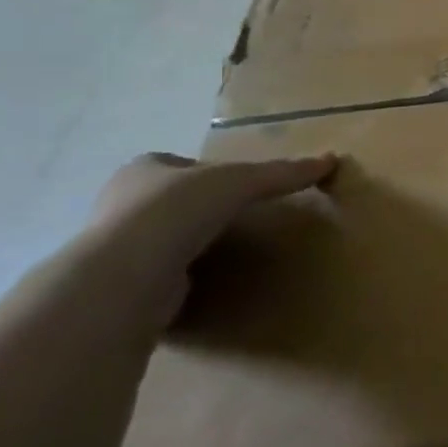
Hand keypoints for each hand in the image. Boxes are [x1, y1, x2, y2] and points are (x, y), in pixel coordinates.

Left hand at [88, 151, 338, 328]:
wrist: (125, 276)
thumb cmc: (176, 211)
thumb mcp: (240, 182)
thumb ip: (282, 173)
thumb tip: (331, 160)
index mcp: (142, 171)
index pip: (178, 165)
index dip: (208, 172)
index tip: (238, 187)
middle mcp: (120, 205)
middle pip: (170, 201)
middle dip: (198, 209)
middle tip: (239, 218)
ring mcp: (115, 249)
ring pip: (161, 239)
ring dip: (188, 245)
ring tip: (229, 251)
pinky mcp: (121, 286)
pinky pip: (160, 276)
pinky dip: (182, 278)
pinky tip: (207, 282)